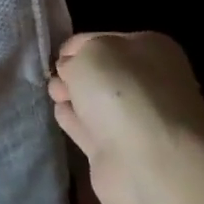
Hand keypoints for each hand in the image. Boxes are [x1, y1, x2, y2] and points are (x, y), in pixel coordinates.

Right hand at [48, 32, 203, 203]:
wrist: (152, 165)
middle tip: (53, 76)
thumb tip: (70, 70)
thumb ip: (75, 55)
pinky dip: (74, 120)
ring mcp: (135, 121)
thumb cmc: (124, 93)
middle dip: (74, 72)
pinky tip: (58, 112)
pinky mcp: (118, 153)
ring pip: (94, 101)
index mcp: (150, 50)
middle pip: (100, 72)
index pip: (103, 39)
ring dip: (72, 95)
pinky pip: (88, 128)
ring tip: (51, 92)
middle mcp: (147, 83)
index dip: (77, 46)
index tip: (56, 55)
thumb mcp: (91, 52)